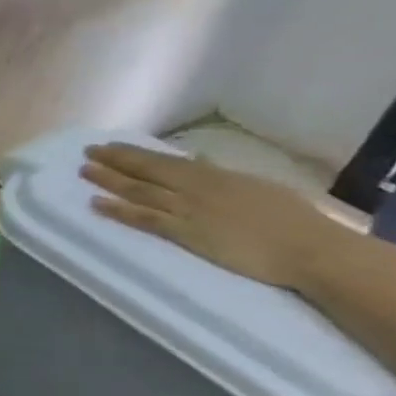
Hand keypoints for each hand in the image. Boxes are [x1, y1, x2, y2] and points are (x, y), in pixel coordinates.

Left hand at [80, 142, 337, 288]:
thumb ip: (222, 176)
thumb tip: (199, 163)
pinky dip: (118, 210)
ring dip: (108, 180)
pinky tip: (96, 203)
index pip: (164, 160)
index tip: (111, 146)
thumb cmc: (295, 220)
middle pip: (145, 170)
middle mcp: (195, 188)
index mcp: (214, 175)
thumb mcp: (256, 186)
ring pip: (138, 190)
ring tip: (83, 171)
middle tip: (87, 151)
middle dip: (114, 159)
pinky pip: (144, 218)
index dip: (134, 153)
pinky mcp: (186, 233)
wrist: (312, 249)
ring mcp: (188, 209)